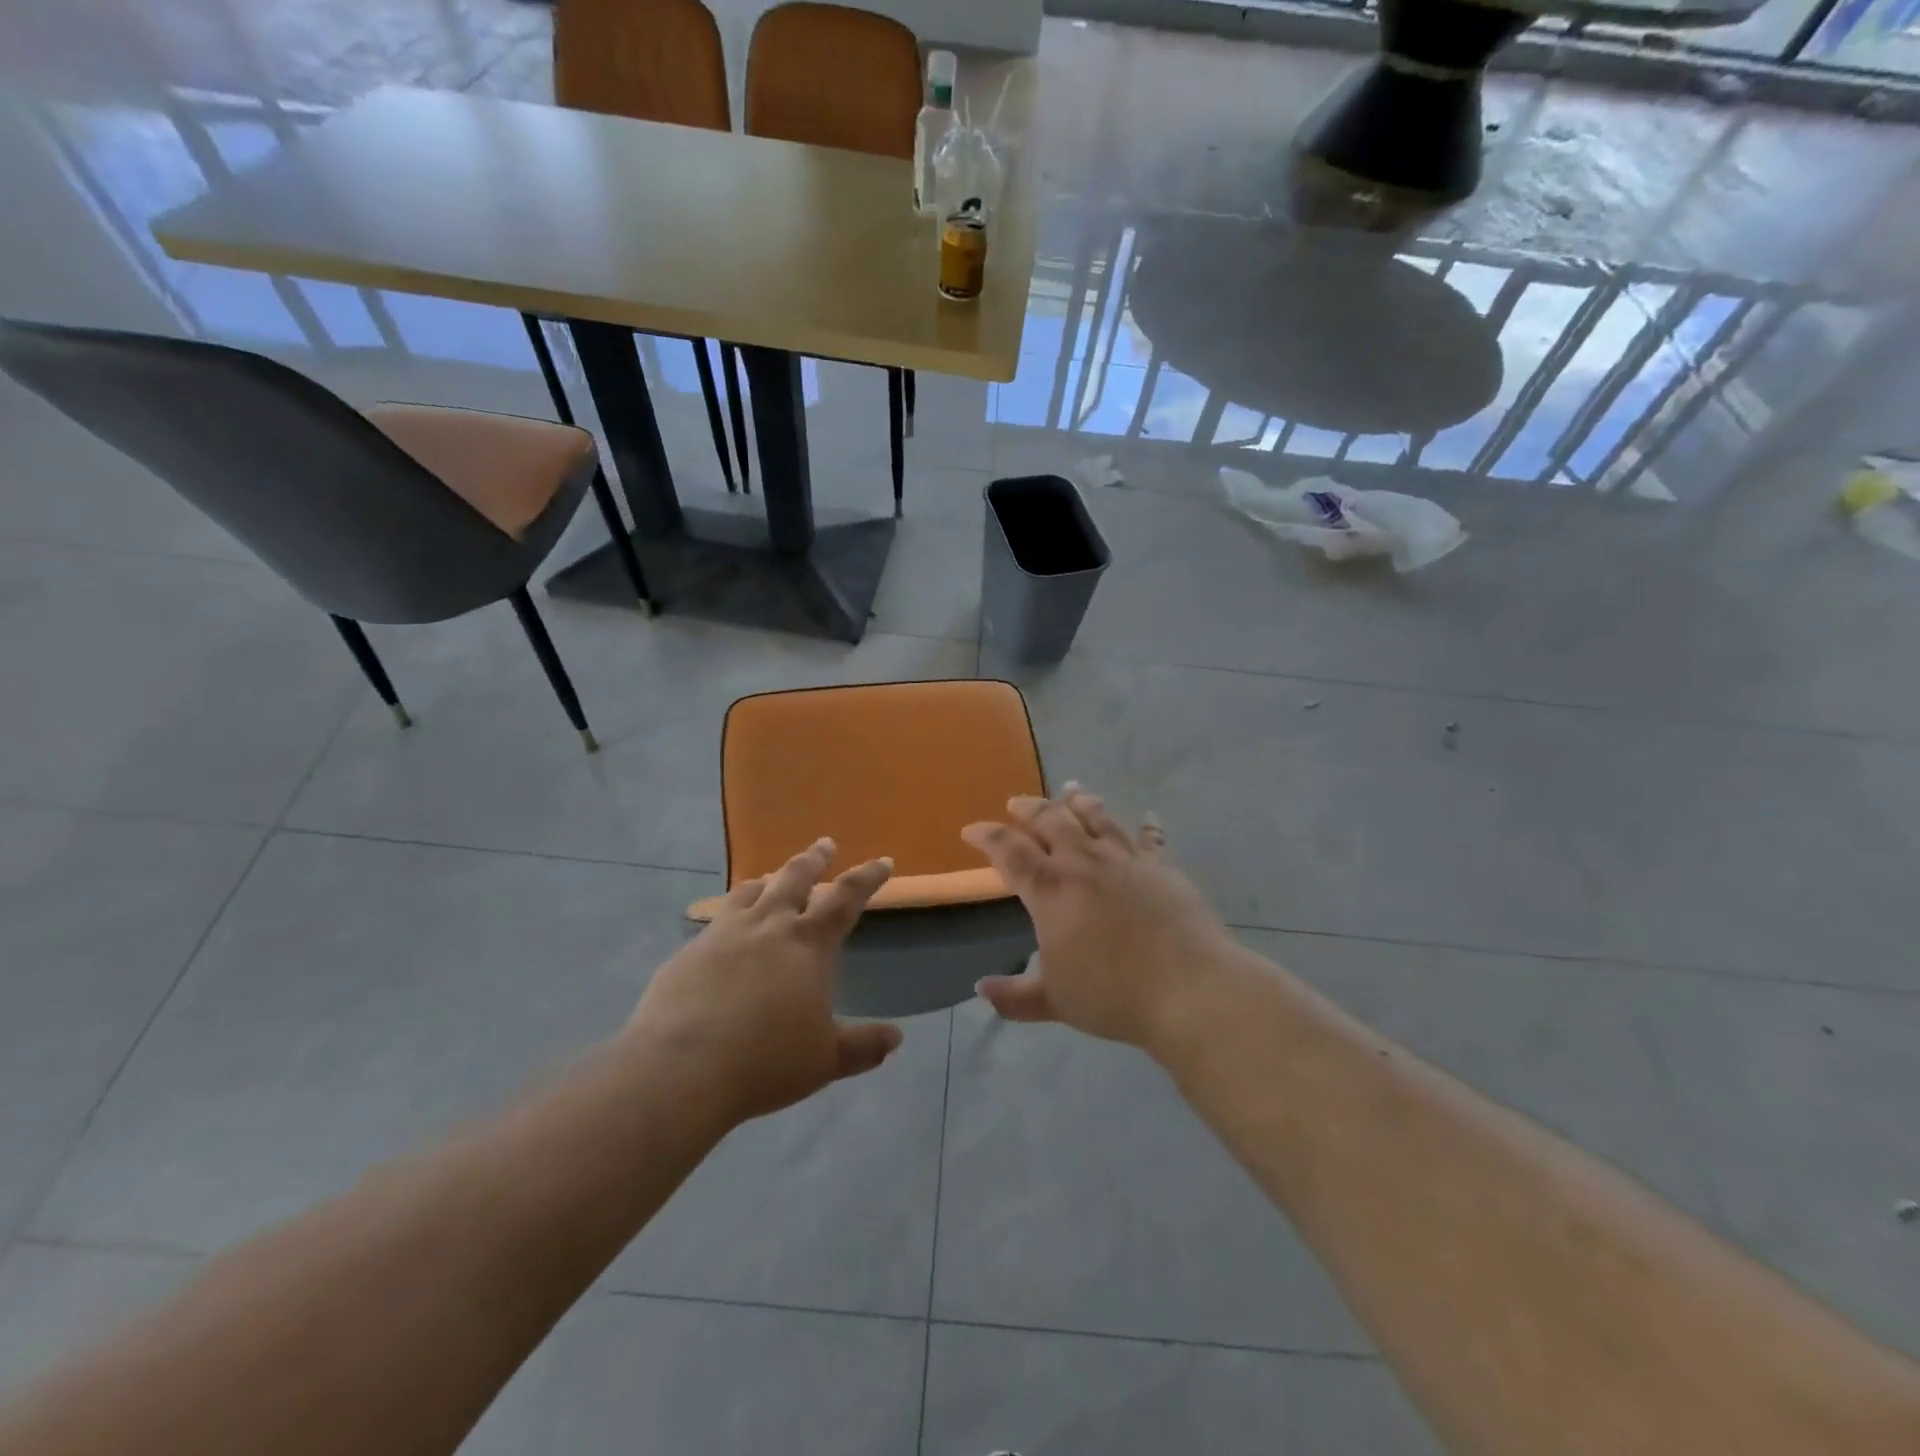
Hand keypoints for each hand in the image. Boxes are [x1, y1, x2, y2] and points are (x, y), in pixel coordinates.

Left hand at [626, 839, 902, 1124]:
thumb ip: (863, 1046)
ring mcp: (722, 935)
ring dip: (767, 880)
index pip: (846, 898)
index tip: (883, 861)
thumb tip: (896, 1038)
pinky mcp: (687, 954)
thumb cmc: (766, 1062)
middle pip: (795, 878)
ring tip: (770, 878)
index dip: (868, 878)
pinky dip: (728, 917)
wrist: (681, 1070)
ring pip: (749, 892)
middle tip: (825, 844)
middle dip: (814, 859)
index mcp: (808, 944)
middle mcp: (767, 926)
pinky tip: (723, 933)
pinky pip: (714, 923)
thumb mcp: (825, 1059)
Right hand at [963, 785, 1242, 1049]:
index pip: (1009, 851)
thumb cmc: (1113, 994)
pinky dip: (1146, 826)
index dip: (987, 836)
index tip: (972, 830)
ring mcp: (1126, 860)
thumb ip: (1015, 996)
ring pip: (1097, 817)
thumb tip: (981, 989)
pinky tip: (1147, 817)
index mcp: (1051, 890)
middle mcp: (1084, 863)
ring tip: (1070, 789)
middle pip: (1051, 820)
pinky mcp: (1161, 867)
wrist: (1188, 987)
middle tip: (1017, 802)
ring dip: (1079, 800)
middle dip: (1029, 808)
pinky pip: (1151, 838)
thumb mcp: (1055, 1001)